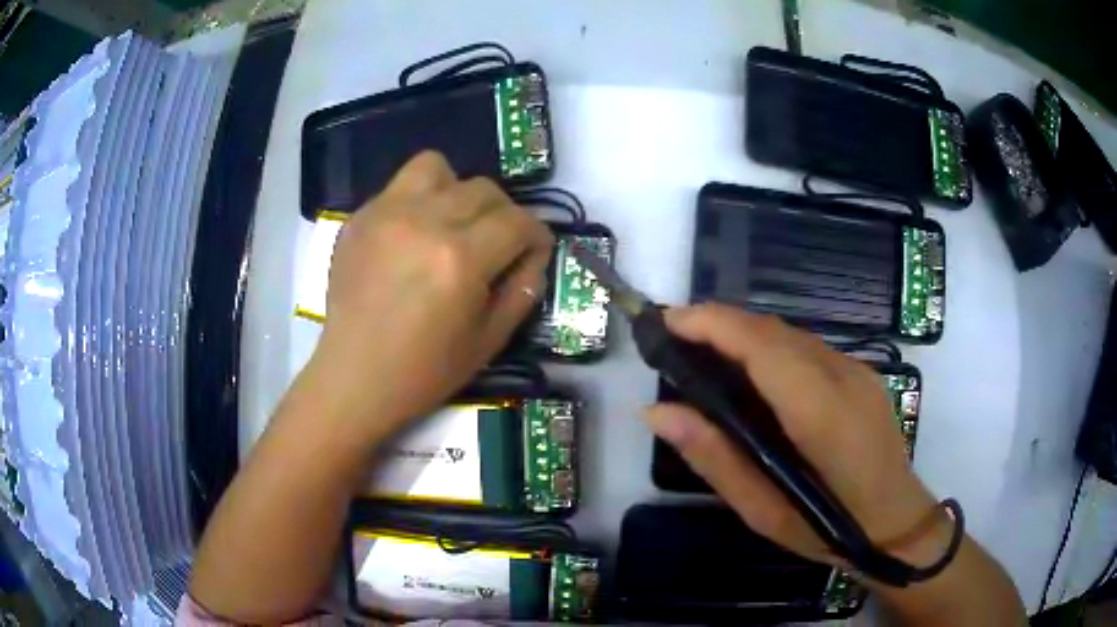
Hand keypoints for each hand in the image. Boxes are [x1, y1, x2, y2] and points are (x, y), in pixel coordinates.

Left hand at [306, 151, 553, 438]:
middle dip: (503, 214)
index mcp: (461, 259)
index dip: (536, 235)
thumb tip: (535, 255)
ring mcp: (386, 213)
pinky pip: (400, 185)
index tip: (533, 251)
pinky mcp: (360, 216)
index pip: (518, 221)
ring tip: (450, 223)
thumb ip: (523, 290)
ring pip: (438, 168)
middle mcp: (425, 222)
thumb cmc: (424, 370)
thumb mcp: (489, 341)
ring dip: (456, 191)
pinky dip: (418, 201)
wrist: (354, 377)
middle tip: (495, 244)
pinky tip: (412, 236)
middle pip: (483, 189)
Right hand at [645, 303, 937, 565]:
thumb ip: (714, 457)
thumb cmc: (829, 529)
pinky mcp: (862, 373)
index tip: (666, 322)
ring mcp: (857, 370)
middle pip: (773, 330)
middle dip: (719, 323)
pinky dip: (769, 346)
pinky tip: (752, 372)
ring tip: (703, 352)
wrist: (896, 522)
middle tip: (674, 340)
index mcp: (821, 414)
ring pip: (791, 333)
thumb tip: (658, 412)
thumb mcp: (764, 511)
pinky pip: (807, 347)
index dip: (713, 323)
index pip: (762, 346)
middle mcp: (843, 376)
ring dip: (744, 332)